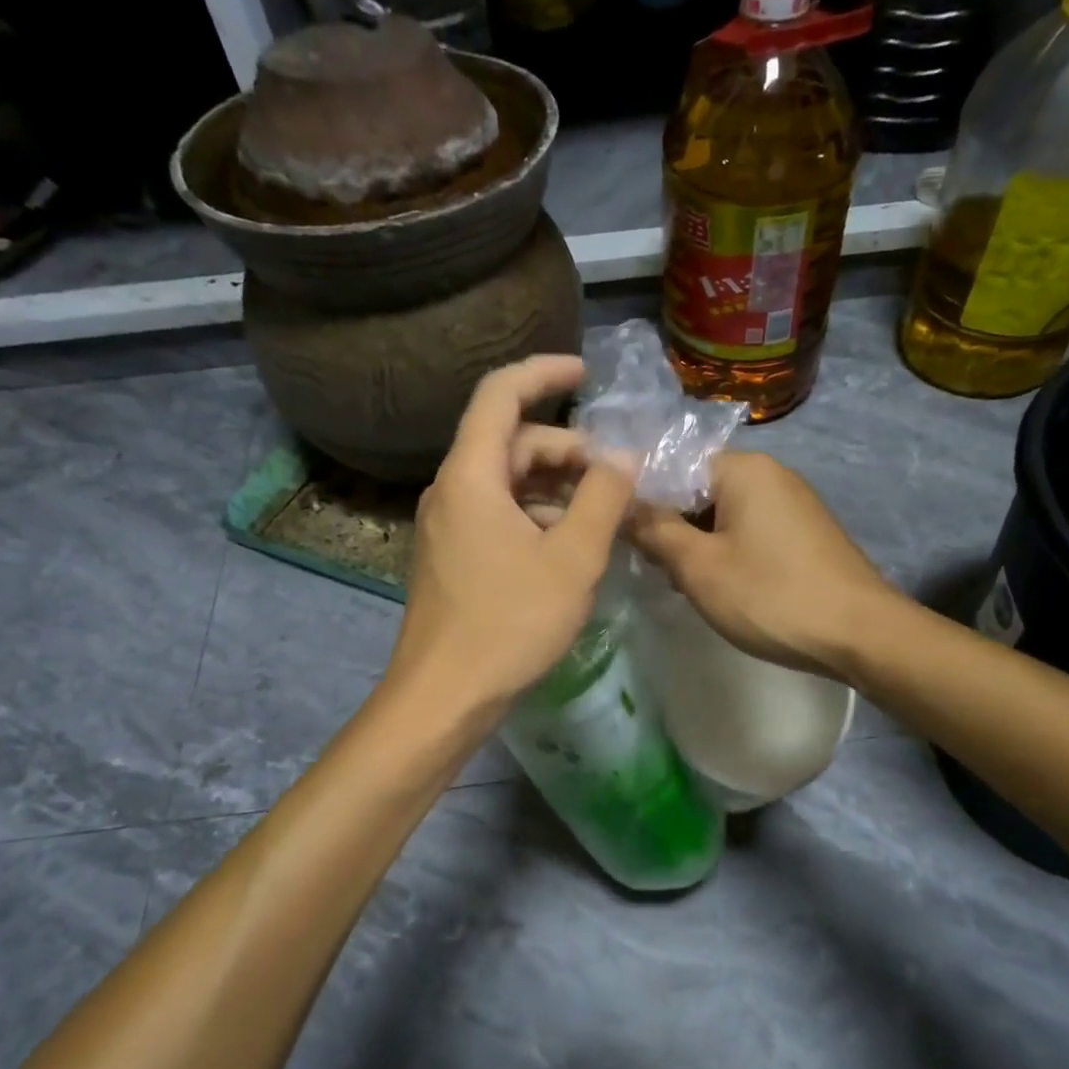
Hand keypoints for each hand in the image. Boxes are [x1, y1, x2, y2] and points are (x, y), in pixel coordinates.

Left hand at [388, 355, 635, 717]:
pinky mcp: (454, 556)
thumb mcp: (573, 559)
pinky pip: (499, 514)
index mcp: (471, 476)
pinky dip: (537, 515)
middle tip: (616, 476)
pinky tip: (571, 546)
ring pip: (507, 482)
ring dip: (556, 486)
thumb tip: (624, 456)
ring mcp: (449, 525)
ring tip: (604, 514)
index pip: (501, 394)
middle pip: (511, 442)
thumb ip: (604, 499)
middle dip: (567, 448)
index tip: (588, 373)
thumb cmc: (509, 624)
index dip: (544, 372)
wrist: (444, 696)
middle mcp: (452, 490)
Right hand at [629, 451, 895, 679]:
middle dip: (670, 524)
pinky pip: (749, 530)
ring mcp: (792, 503)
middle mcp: (771, 474)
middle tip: (652, 566)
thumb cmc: (771, 596)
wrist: (861, 634)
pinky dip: (727, 551)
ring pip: (722, 513)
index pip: (673, 464)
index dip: (641, 496)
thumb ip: (654, 531)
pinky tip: (720, 585)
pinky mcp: (804, 533)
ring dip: (696, 542)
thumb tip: (621, 505)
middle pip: (698, 488)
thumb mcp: (699, 567)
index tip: (619, 531)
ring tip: (682, 582)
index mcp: (744, 469)